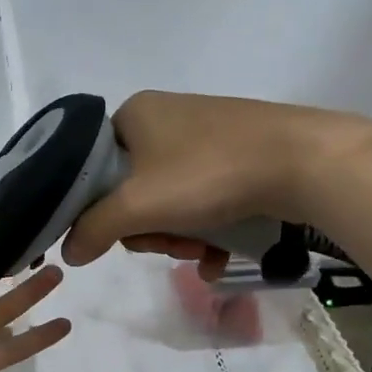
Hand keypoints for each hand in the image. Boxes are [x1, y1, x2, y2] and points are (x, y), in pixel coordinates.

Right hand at [58, 91, 371, 270]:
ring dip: (178, 236)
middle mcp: (165, 118)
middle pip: (131, 190)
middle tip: (168, 245)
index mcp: (133, 114)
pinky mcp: (236, 155)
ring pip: (169, 201)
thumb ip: (93, 229)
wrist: (304, 161)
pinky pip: (202, 200)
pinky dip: (205, 231)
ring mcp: (204, 136)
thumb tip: (67, 252)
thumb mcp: (138, 206)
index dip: (99, 209)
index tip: (120, 234)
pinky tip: (218, 257)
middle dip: (148, 229)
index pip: (92, 167)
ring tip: (200, 252)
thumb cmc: (208, 174)